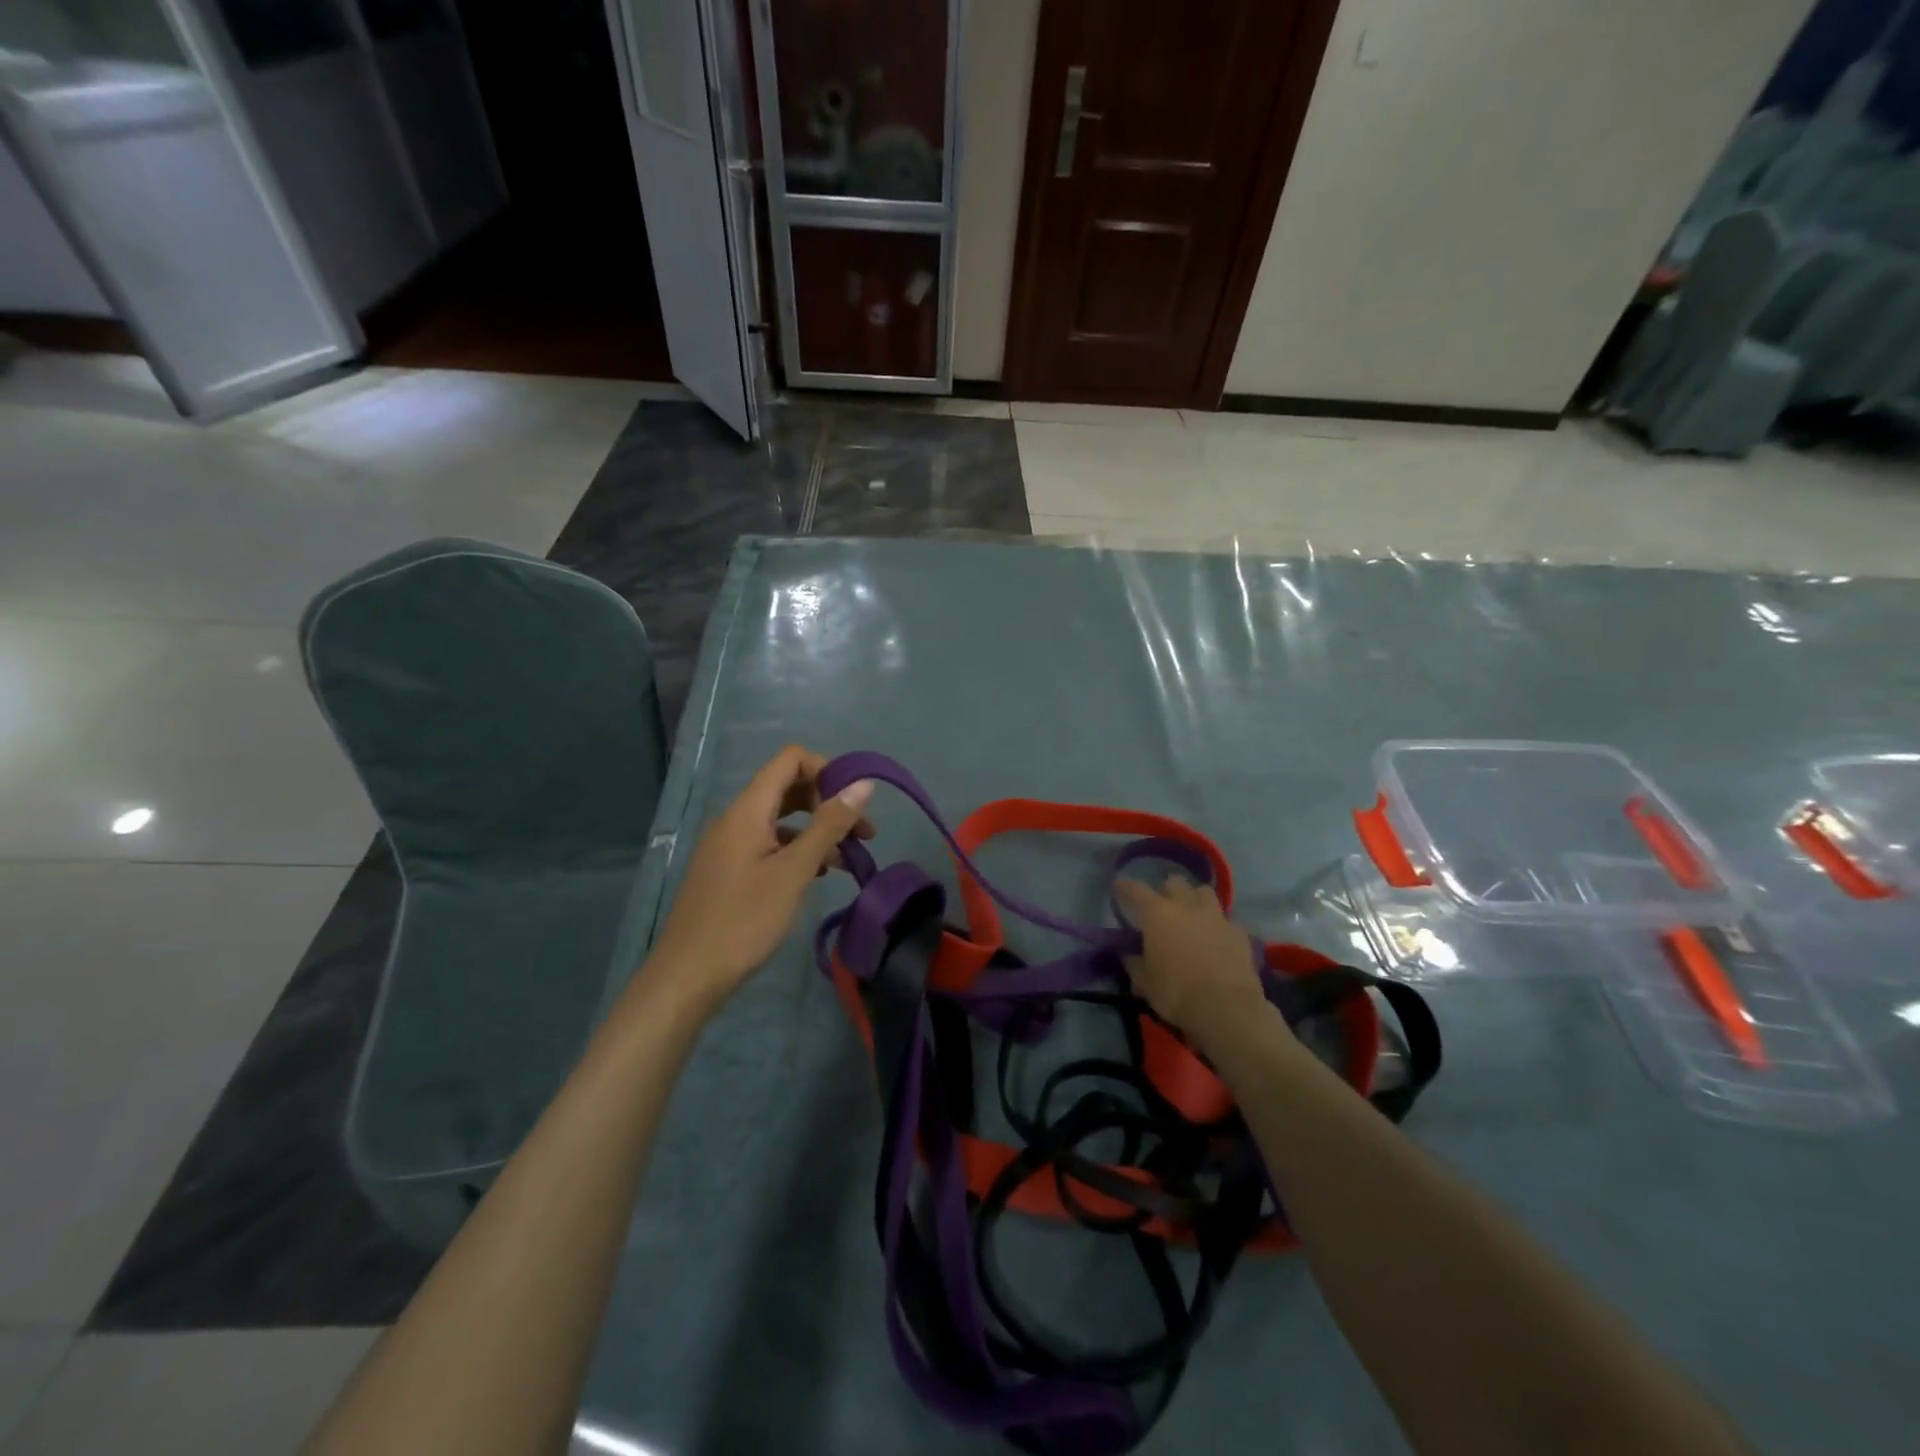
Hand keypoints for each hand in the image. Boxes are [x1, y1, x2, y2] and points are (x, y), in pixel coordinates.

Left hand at [639, 746, 874, 1016]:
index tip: (854, 805)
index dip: (827, 771)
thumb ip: (829, 825)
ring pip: (781, 818)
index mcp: (748, 809)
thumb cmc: (744, 920)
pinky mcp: (730, 869)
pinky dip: (798, 849)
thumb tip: (863, 785)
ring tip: (848, 859)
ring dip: (817, 829)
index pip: (791, 759)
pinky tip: (817, 874)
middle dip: (828, 802)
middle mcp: (736, 817)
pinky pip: (769, 843)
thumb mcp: (794, 871)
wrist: (688, 976)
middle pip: (788, 787)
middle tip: (863, 834)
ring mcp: (730, 844)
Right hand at [1113, 876, 1274, 1044]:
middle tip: (1161, 908)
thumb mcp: (1144, 982)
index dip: (1124, 887)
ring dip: (1194, 899)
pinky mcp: (1239, 932)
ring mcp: (1216, 916)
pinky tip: (1215, 940)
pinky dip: (1217, 925)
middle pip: (1174, 883)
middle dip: (1166, 891)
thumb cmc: (1177, 993)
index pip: (1135, 890)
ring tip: (1191, 915)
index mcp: (1158, 914)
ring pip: (1204, 892)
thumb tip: (1129, 954)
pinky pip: (1225, 919)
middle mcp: (1187, 906)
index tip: (1119, 888)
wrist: (1228, 1009)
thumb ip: (1134, 962)